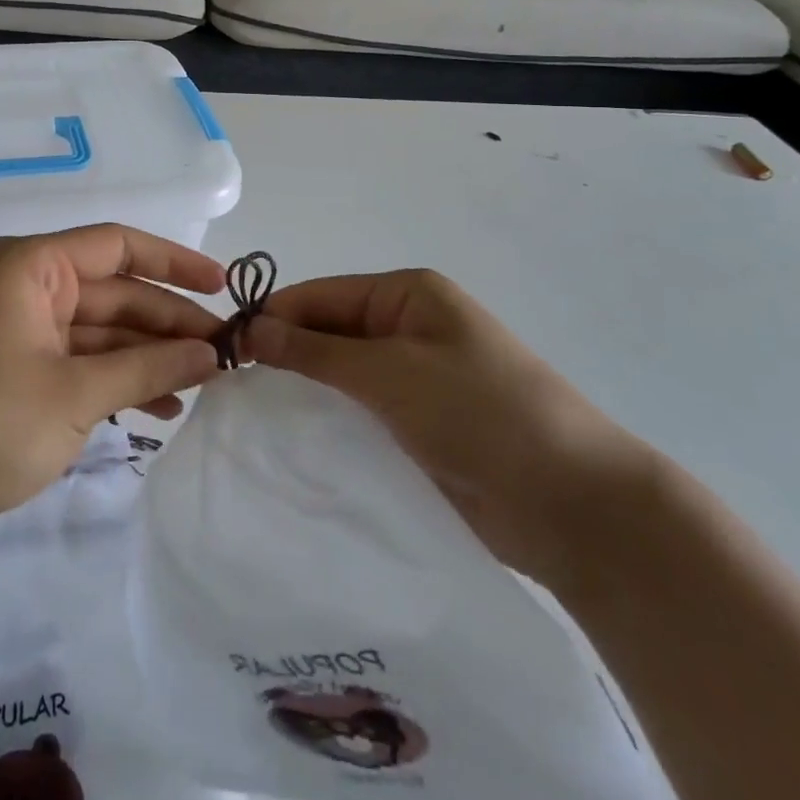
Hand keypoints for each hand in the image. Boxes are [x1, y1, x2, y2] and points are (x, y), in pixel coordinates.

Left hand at [0, 224, 223, 552]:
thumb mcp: (76, 394)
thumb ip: (148, 367)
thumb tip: (211, 354)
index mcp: (30, 266)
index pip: (117, 245)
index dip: (174, 262)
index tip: (223, 287)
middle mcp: (25, 286)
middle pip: (114, 292)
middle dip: (168, 322)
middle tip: (226, 352)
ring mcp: (20, 329)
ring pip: (101, 330)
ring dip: (148, 355)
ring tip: (203, 384)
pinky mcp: (17, 370)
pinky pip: (80, 361)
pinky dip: (117, 380)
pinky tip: (160, 407)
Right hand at [243, 269, 655, 591]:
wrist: (575, 505)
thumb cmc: (480, 414)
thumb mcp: (390, 373)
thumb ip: (315, 352)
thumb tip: (250, 329)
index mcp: (406, 294)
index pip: (319, 295)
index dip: (272, 318)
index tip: (224, 352)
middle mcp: (407, 326)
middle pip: (327, 331)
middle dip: (284, 356)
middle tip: (232, 390)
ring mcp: (414, 377)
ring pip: (340, 375)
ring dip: (305, 391)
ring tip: (254, 417)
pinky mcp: (419, 423)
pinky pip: (360, 411)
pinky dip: (330, 420)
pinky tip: (295, 441)